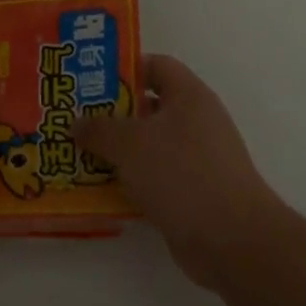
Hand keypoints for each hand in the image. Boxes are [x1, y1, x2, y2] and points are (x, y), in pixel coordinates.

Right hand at [75, 55, 285, 287]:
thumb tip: (77, 123)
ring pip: (148, 146)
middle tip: (74, 118)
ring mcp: (196, 159)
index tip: (89, 79)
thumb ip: (99, 129)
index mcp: (189, 96)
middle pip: (148, 106)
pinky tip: (98, 188)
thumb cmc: (181, 174)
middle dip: (110, 113)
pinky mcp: (191, 193)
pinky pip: (153, 177)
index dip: (124, 68)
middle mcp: (195, 122)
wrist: (231, 240)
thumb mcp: (130, 144)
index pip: (156, 65)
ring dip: (116, 151)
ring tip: (77, 153)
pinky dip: (128, 181)